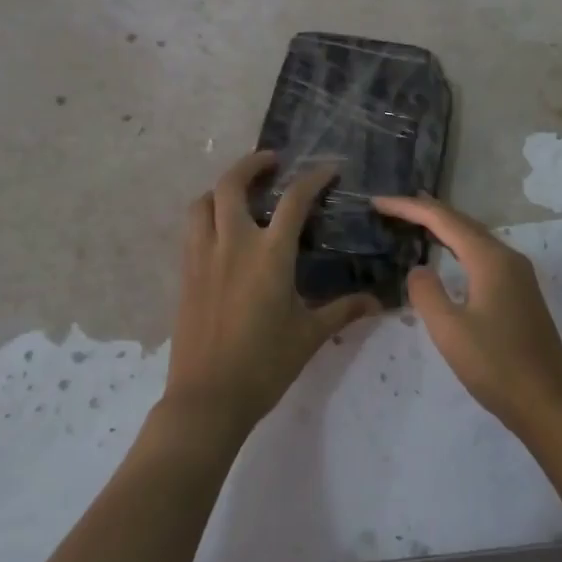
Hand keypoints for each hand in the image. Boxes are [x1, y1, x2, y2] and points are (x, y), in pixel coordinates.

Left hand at [166, 150, 380, 433]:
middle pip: (231, 185)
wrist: (207, 399)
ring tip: (241, 192)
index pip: (294, 200)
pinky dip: (207, 215)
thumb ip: (342, 310)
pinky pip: (192, 230)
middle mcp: (232, 245)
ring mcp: (203, 258)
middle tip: (272, 162)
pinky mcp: (185, 275)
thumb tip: (376, 302)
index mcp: (269, 256)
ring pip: (202, 203)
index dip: (313, 178)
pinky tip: (223, 232)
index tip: (328, 169)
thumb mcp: (310, 335)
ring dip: (222, 188)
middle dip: (251, 164)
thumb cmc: (265, 365)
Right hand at [371, 193, 561, 433]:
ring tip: (415, 220)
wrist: (547, 402)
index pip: (444, 220)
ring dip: (445, 227)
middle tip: (392, 206)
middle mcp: (508, 258)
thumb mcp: (449, 331)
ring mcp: (519, 275)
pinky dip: (459, 246)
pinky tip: (448, 256)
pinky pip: (484, 255)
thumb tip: (419, 269)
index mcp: (490, 260)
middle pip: (462, 223)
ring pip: (475, 238)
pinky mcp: (521, 292)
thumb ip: (426, 293)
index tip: (378, 202)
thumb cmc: (495, 366)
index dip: (409, 208)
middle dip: (426, 211)